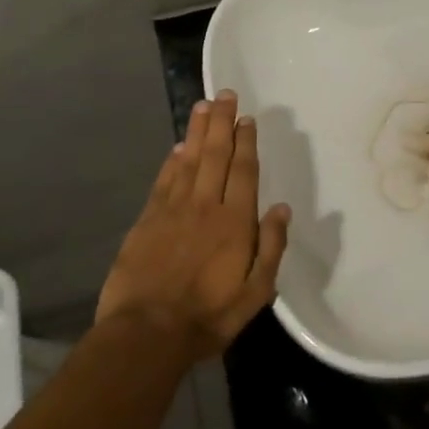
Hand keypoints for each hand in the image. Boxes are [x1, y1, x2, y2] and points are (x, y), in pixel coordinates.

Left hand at [96, 91, 290, 360]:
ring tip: (202, 106)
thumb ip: (271, 248)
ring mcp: (173, 210)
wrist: (146, 333)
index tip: (247, 118)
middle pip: (215, 155)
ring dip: (197, 131)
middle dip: (221, 122)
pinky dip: (172, 160)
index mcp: (235, 222)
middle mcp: (205, 205)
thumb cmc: (208, 316)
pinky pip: (164, 180)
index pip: (243, 171)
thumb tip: (282, 208)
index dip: (246, 142)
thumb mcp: (255, 293)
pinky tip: (177, 146)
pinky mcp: (147, 220)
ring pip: (189, 160)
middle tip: (224, 95)